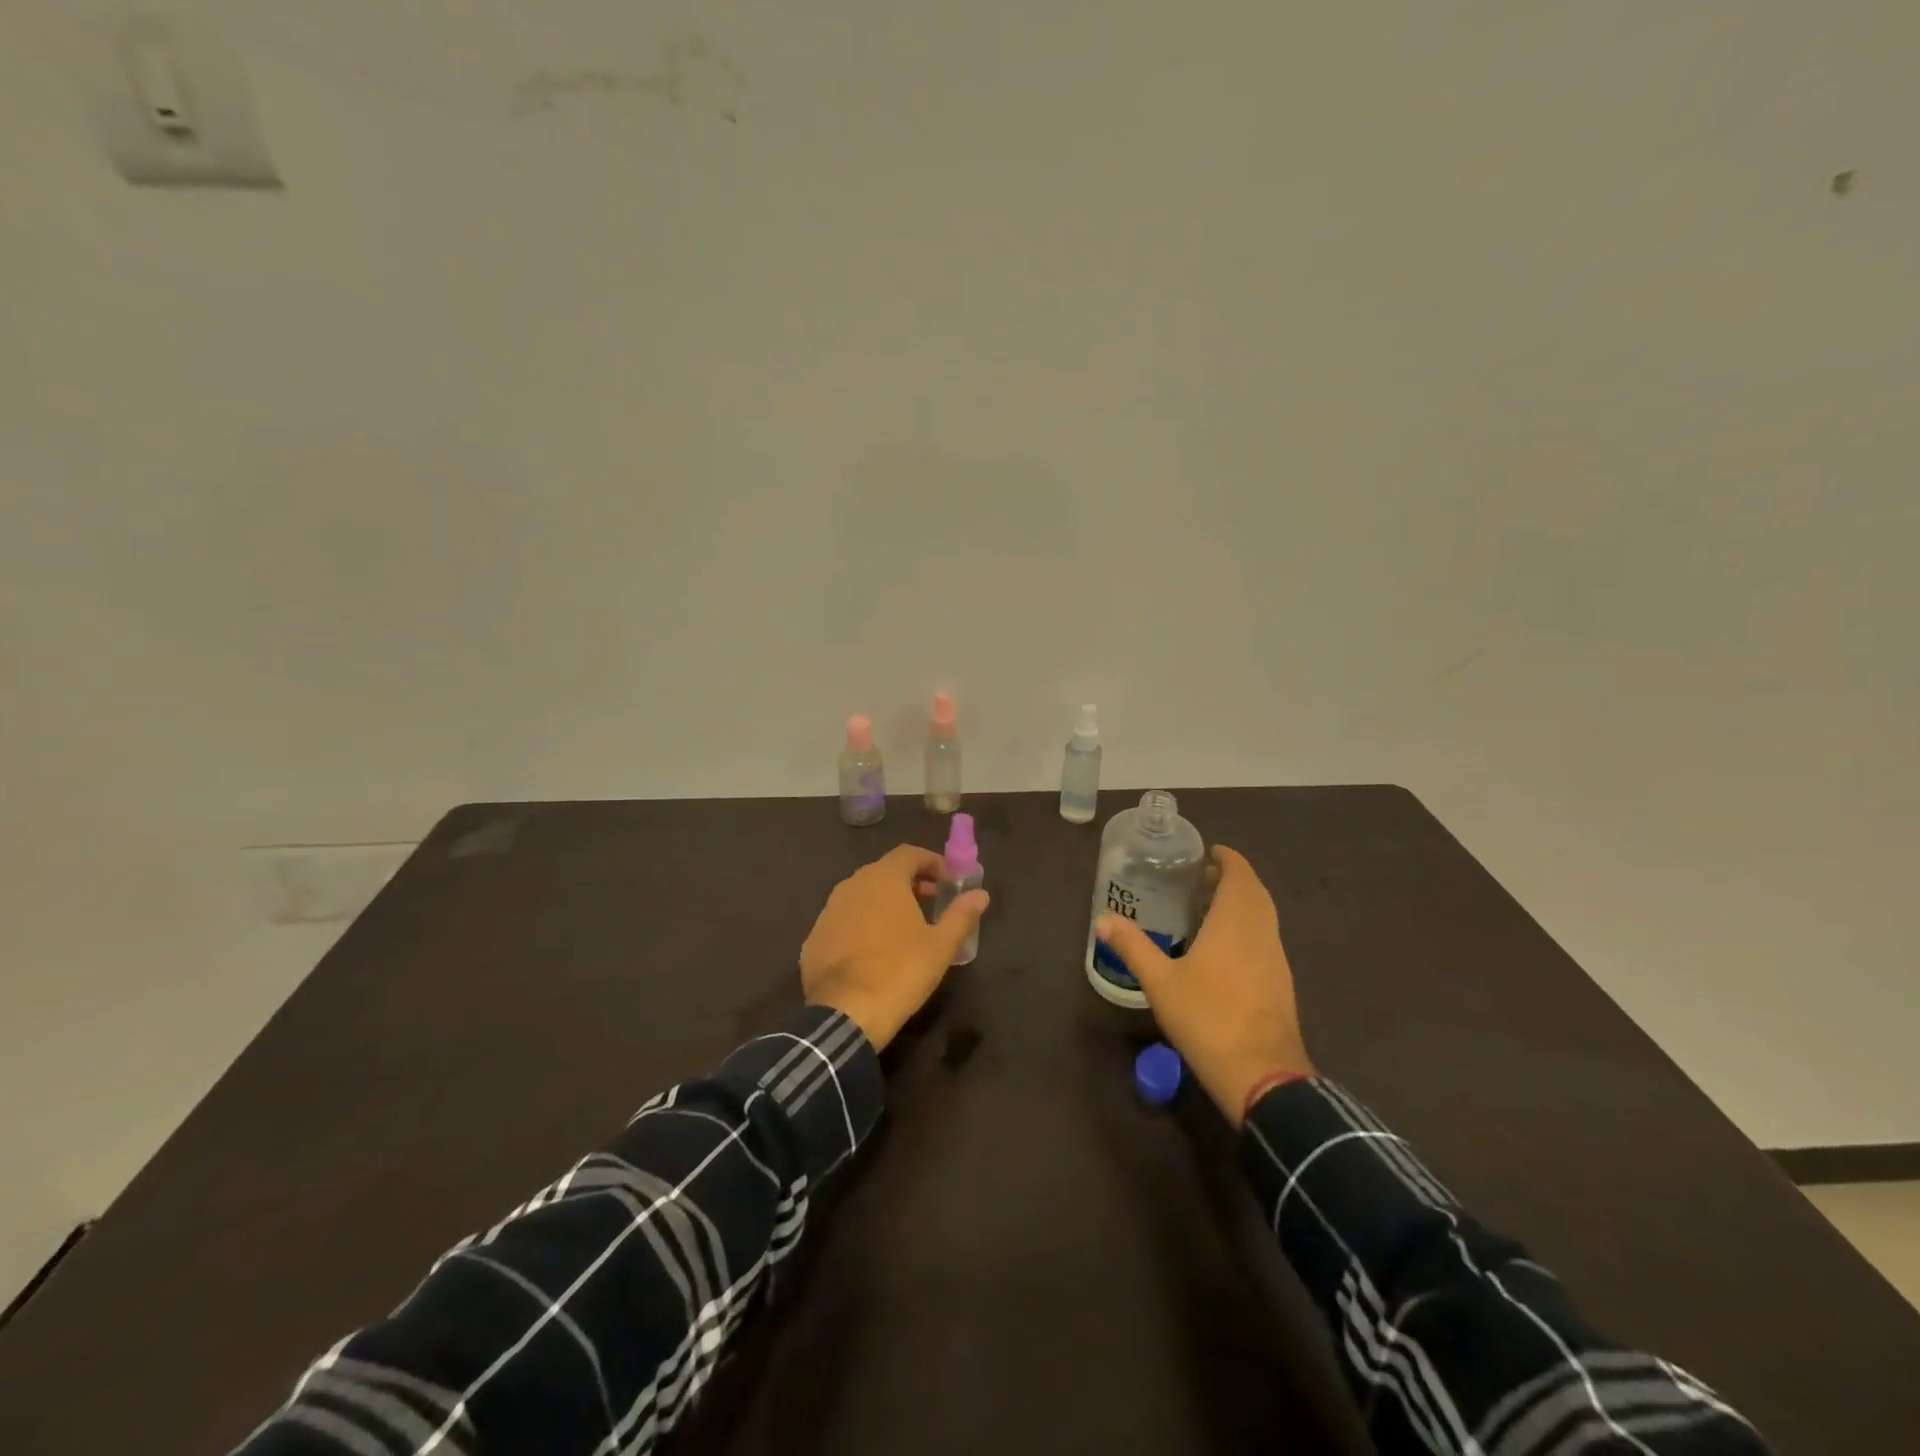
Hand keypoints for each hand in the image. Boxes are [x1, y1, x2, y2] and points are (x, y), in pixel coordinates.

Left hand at [801, 844, 989, 1051]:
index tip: (948, 881)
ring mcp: (828, 912)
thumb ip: (962, 914)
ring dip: (883, 904)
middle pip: (884, 872)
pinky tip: (873, 952)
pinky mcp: (814, 938)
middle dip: (909, 883)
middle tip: (931, 903)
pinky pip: (843, 921)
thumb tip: (981, 894)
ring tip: (904, 928)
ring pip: (861, 896)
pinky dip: (861, 926)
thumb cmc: (901, 971)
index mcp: (883, 879)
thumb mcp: (941, 945)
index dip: (931, 862)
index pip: (909, 854)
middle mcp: (851, 886)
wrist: (846, 1014)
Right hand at [1095, 845, 1312, 1124]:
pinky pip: (1265, 939)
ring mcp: (1276, 959)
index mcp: (1235, 921)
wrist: (1262, 1075)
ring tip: (1207, 908)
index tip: (1207, 853)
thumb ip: (1133, 946)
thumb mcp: (1160, 982)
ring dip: (1241, 904)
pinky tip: (1223, 948)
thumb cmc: (1208, 1017)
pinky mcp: (1281, 983)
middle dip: (1232, 878)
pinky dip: (1247, 928)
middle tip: (1200, 878)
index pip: (1239, 874)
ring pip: (1263, 916)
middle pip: (1254, 892)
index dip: (1227, 858)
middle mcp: (1261, 932)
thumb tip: (1103, 920)